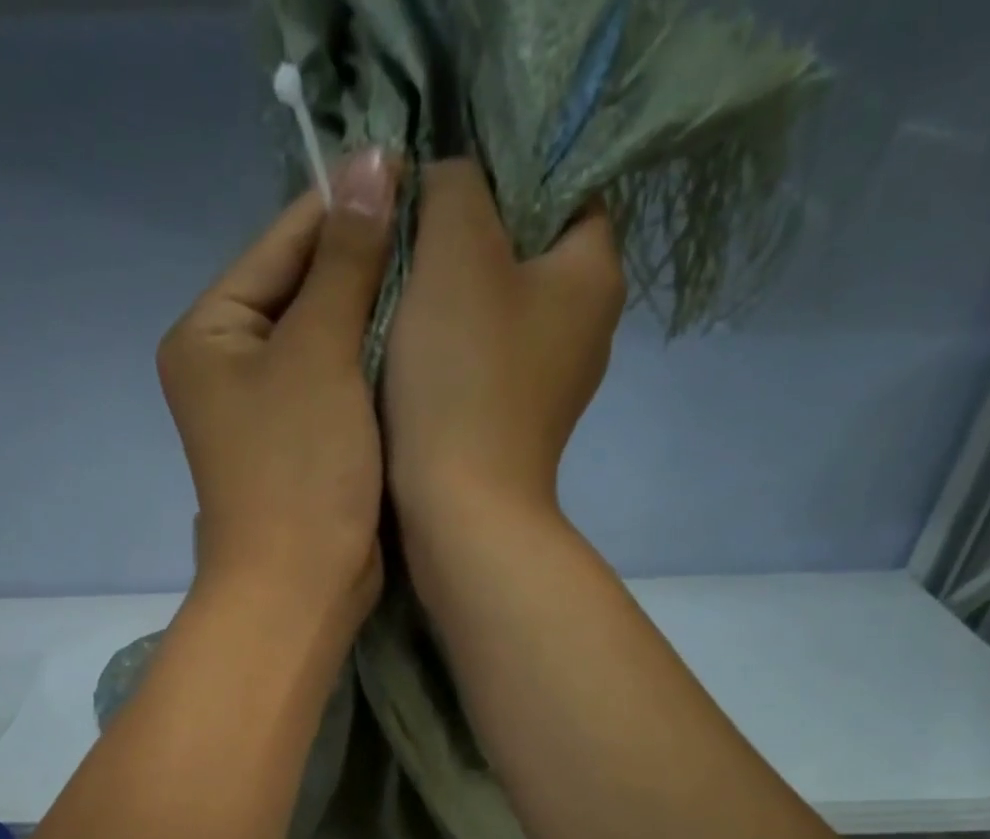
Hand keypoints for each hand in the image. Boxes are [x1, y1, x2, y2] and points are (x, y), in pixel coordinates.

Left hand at [158, 150, 401, 630]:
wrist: (301, 586)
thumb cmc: (299, 470)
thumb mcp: (320, 355)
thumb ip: (346, 261)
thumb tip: (373, 162)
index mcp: (210, 333)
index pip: (282, 244)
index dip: (347, 208)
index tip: (419, 178)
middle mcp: (231, 364)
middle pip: (305, 289)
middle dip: (366, 265)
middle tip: (442, 232)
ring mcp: (267, 408)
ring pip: (330, 338)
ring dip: (377, 314)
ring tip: (443, 276)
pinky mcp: (304, 443)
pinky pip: (342, 383)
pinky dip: (376, 364)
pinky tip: (422, 341)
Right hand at [385, 159, 625, 532]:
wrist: (460, 512)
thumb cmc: (463, 379)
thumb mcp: (454, 253)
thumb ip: (451, 188)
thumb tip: (443, 183)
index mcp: (594, 273)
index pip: (564, 188)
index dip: (501, 175)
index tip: (438, 191)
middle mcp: (586, 328)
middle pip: (524, 253)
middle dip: (465, 243)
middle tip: (405, 242)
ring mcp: (550, 386)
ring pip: (496, 314)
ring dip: (448, 304)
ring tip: (395, 299)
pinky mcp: (513, 426)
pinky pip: (481, 366)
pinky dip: (448, 357)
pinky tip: (407, 361)